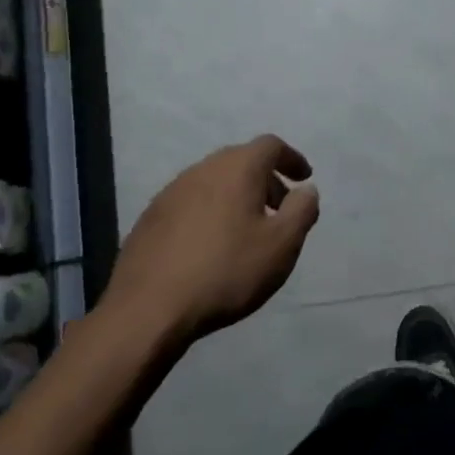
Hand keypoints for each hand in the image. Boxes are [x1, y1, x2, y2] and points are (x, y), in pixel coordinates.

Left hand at [103, 135, 320, 347]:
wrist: (148, 309)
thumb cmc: (226, 271)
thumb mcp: (282, 244)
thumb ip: (302, 210)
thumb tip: (306, 190)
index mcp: (236, 169)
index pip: (270, 145)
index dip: (291, 159)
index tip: (304, 180)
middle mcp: (201, 170)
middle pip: (240, 160)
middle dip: (266, 179)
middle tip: (280, 209)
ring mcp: (171, 193)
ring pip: (214, 182)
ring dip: (237, 196)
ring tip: (248, 231)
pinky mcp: (150, 218)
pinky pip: (192, 202)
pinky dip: (212, 211)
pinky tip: (213, 246)